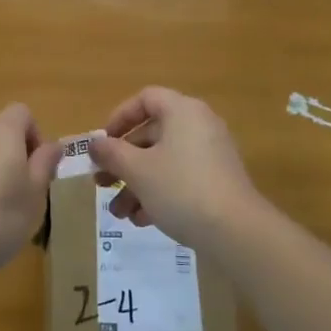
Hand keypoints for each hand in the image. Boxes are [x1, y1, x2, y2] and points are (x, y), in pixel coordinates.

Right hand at [87, 87, 263, 251]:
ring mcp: (211, 154)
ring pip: (164, 161)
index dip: (120, 117)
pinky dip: (159, 193)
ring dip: (137, 184)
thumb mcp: (137, 170)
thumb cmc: (180, 188)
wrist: (236, 232)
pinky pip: (181, 178)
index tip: (103, 143)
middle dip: (123, 162)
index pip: (145, 99)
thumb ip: (111, 153)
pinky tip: (142, 221)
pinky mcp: (218, 181)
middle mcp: (199, 125)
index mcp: (182, 111)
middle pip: (152, 134)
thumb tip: (94, 143)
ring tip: (119, 213)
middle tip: (102, 183)